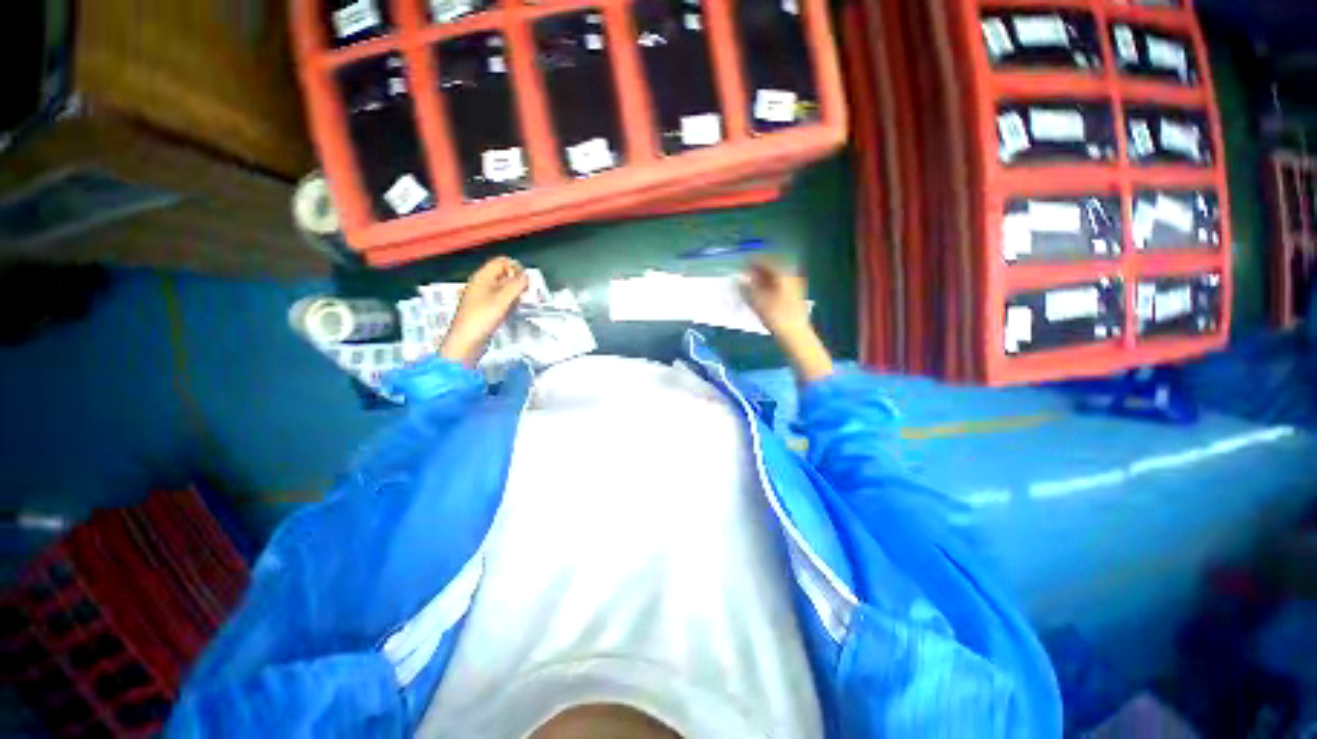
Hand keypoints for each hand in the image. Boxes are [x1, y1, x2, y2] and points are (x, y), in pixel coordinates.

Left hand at [439, 257, 528, 366]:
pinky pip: (501, 300)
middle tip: (524, 293)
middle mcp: (481, 284)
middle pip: (504, 274)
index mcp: (482, 277)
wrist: (466, 341)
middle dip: (517, 282)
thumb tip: (526, 276)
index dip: (515, 268)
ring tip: (517, 304)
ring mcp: (483, 297)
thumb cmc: (481, 318)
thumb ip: (516, 285)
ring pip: (504, 288)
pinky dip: (509, 303)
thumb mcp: (502, 299)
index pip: (501, 262)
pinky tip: (511, 312)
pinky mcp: (486, 309)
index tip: (525, 281)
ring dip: (514, 294)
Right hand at [740, 260, 833, 383]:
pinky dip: (769, 287)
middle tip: (745, 272)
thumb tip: (739, 280)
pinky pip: (779, 286)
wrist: (795, 335)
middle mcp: (791, 277)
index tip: (742, 262)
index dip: (753, 261)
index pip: (767, 261)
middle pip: (773, 269)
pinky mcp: (794, 298)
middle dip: (758, 270)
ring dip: (763, 279)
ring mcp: (794, 288)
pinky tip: (761, 293)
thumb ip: (747, 288)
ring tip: (750, 283)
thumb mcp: (757, 301)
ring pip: (776, 278)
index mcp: (783, 274)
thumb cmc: (776, 316)